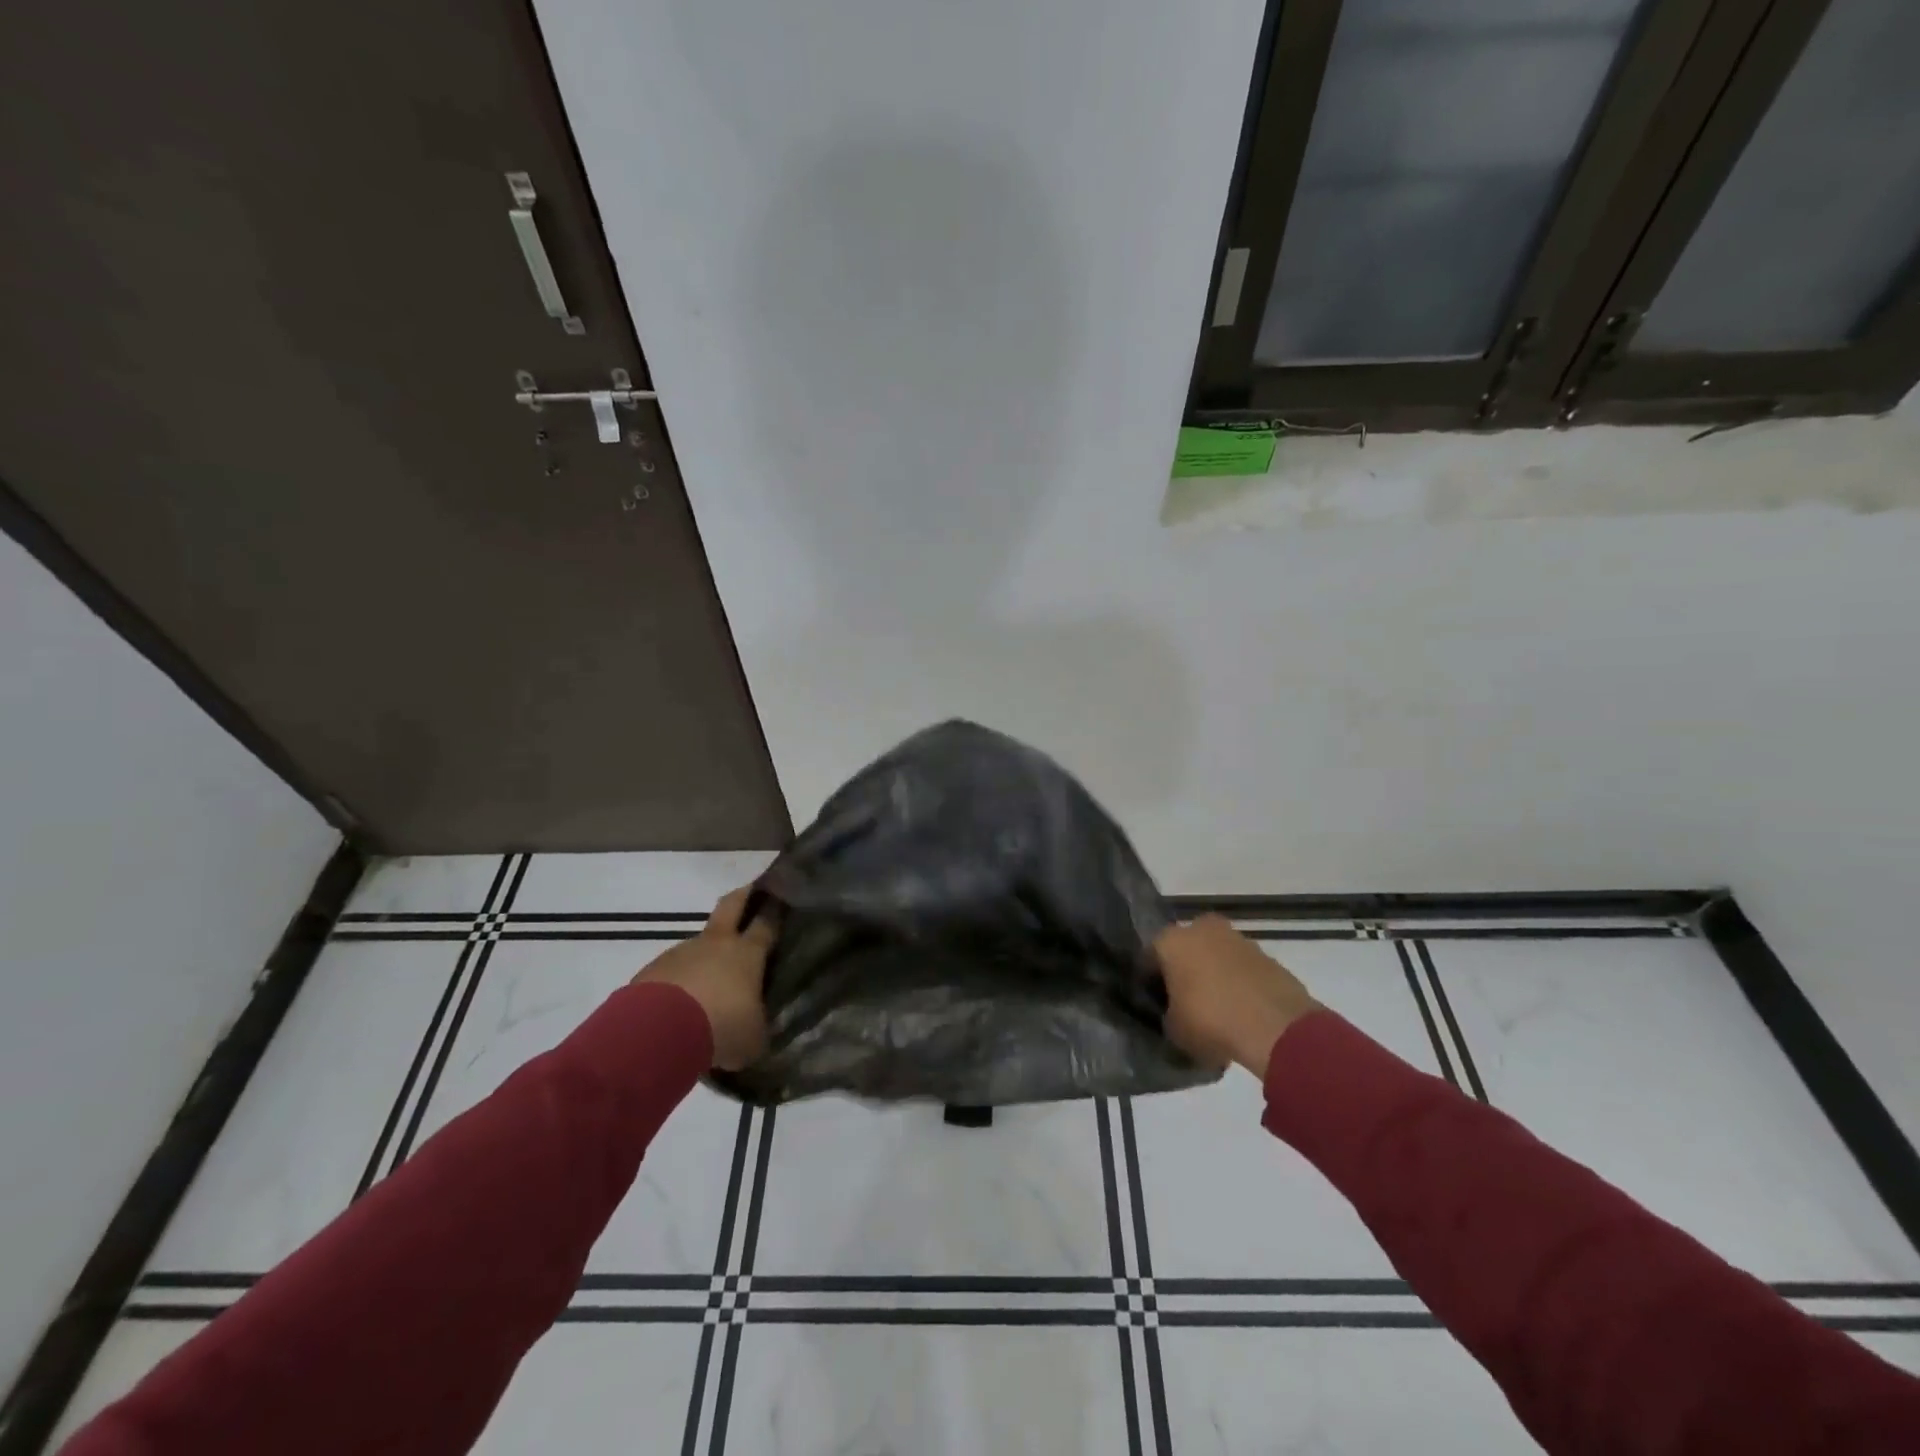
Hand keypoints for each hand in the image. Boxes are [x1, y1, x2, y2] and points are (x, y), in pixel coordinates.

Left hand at [633, 887, 774, 1070]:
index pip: (767, 922)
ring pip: (699, 944)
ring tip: (708, 984)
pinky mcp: (653, 970)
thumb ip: (757, 1028)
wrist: (658, 1032)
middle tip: (752, 892)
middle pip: (732, 905)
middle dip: (744, 895)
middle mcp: (716, 944)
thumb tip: (757, 1029)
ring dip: (705, 955)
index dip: (776, 909)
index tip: (783, 898)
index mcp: (747, 953)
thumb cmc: (721, 1027)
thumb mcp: (752, 1038)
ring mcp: (681, 952)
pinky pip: (672, 971)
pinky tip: (678, 1006)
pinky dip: (679, 982)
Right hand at [1156, 915, 1320, 1076]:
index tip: (1155, 1005)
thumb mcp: (1173, 1030)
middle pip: (1185, 950)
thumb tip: (1172, 1014)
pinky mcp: (1266, 954)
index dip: (1150, 983)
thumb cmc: (1211, 1021)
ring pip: (1215, 955)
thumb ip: (1166, 1015)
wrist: (1277, 1027)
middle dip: (1184, 971)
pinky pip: (1241, 968)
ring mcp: (1237, 938)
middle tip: (1185, 1003)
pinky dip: (1239, 983)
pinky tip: (1241, 1011)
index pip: (1149, 958)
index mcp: (1170, 940)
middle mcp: (1200, 928)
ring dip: (1213, 975)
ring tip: (1217, 1010)